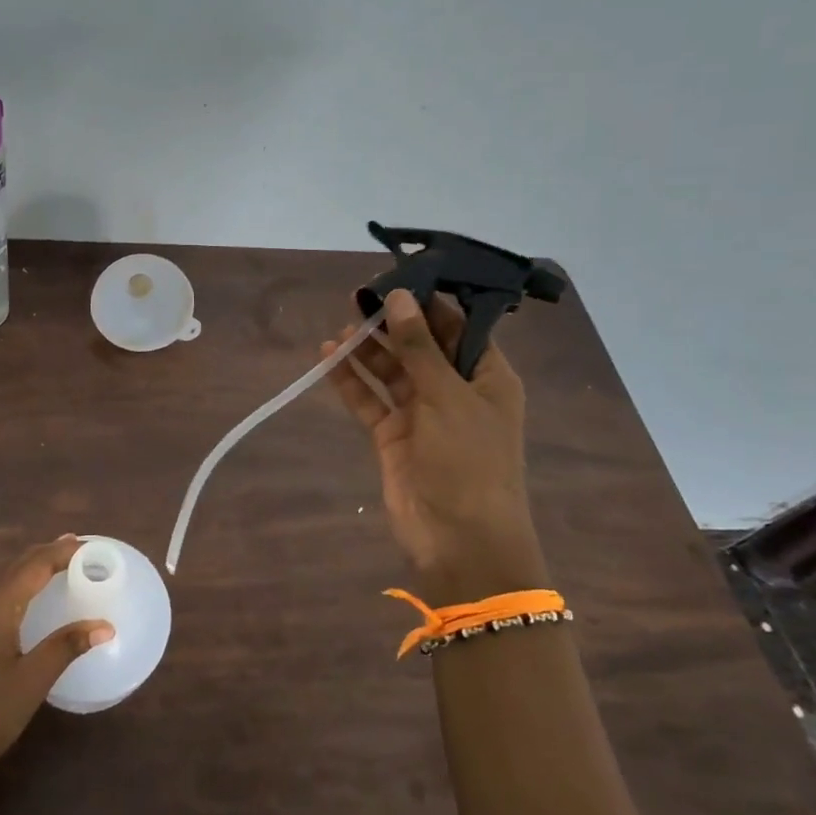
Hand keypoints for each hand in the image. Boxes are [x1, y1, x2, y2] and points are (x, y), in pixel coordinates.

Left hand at [0, 536, 113, 790]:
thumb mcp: (31, 681)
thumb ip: (66, 647)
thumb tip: (105, 625)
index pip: (35, 565)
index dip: (63, 551)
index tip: (92, 545)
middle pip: (20, 565)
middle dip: (49, 552)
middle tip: (80, 547)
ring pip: (9, 579)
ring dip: (36, 567)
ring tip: (63, 562)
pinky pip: (4, 595)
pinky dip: (25, 585)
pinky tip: (35, 599)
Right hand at [323, 289, 549, 598]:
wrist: (459, 539)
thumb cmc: (469, 461)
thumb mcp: (447, 396)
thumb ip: (419, 347)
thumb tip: (399, 297)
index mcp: (487, 376)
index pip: (458, 327)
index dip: (428, 302)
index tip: (397, 276)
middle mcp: (454, 390)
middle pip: (420, 346)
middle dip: (392, 322)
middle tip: (359, 296)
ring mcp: (421, 414)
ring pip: (391, 371)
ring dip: (368, 349)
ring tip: (342, 325)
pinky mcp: (393, 436)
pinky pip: (369, 399)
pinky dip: (350, 380)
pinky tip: (328, 358)